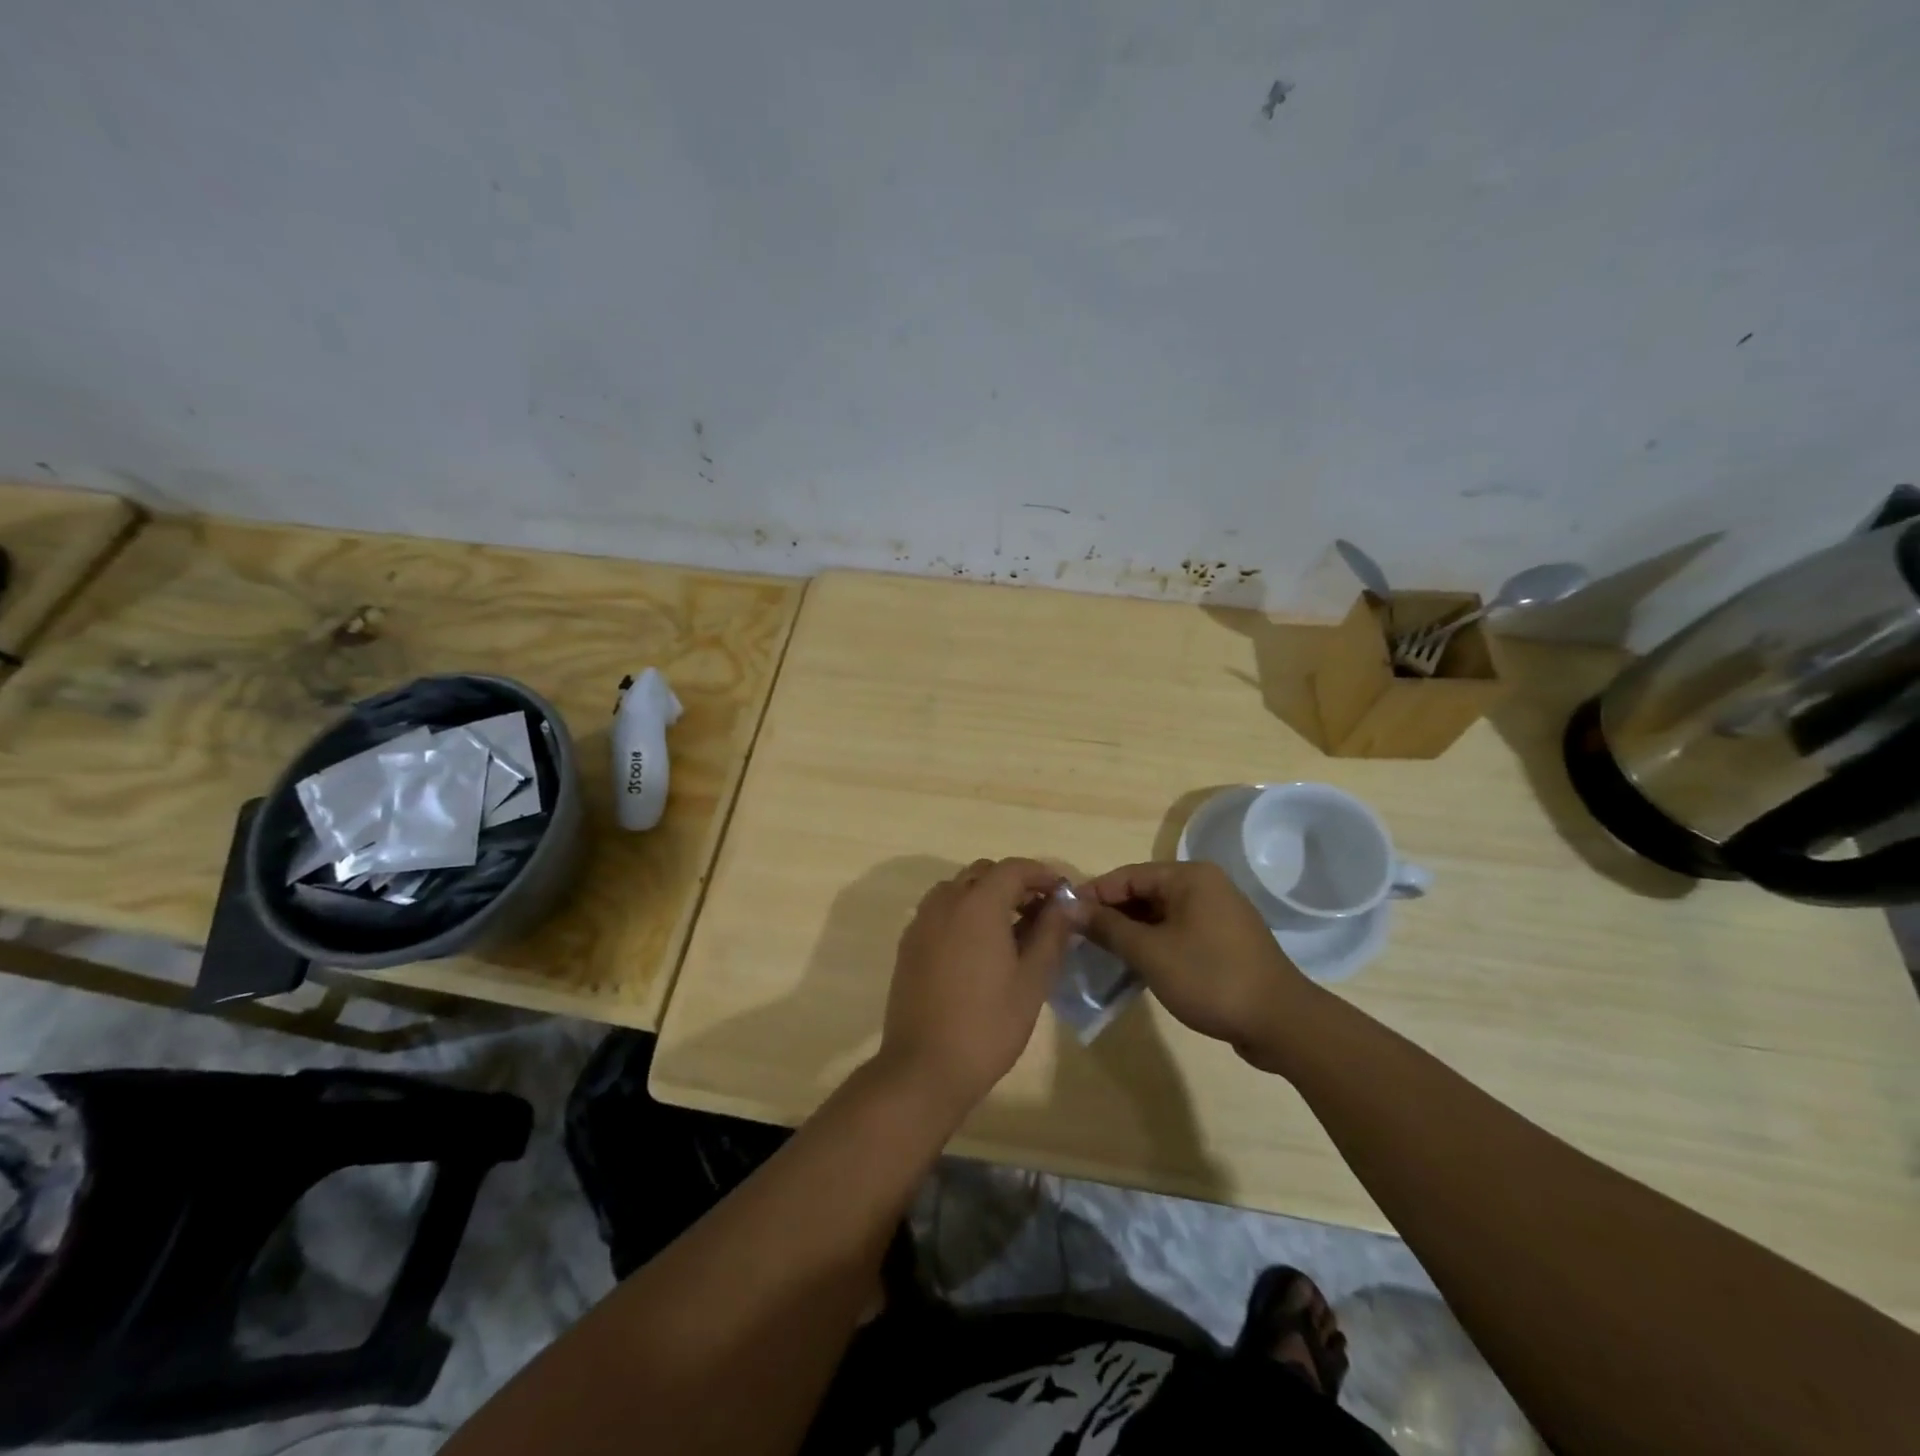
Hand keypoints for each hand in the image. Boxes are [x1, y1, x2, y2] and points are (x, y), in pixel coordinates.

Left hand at [878, 858, 1083, 1116]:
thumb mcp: (1032, 981)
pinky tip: (979, 948)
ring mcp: (922, 922)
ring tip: (1012, 930)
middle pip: (984, 873)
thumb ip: (1051, 934)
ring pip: (959, 889)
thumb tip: (1067, 905)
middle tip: (1041, 912)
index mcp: (978, 904)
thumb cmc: (987, 1025)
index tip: (1063, 894)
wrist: (924, 1067)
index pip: (1014, 868)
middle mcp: (945, 902)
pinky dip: (964, 913)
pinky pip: (940, 910)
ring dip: (987, 896)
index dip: (1042, 874)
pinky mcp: (909, 944)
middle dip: (1015, 883)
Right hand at [1079, 860, 1309, 1065]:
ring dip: (1130, 932)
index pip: (1127, 876)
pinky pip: (1176, 932)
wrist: (1281, 1023)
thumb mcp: (1150, 952)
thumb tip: (1070, 906)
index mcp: (1189, 877)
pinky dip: (1153, 944)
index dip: (1093, 894)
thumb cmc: (1211, 978)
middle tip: (1077, 938)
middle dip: (1111, 915)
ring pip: (1159, 915)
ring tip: (1098, 953)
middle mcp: (1204, 886)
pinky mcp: (1222, 941)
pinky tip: (1132, 965)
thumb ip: (1108, 927)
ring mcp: (1216, 914)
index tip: (1063, 915)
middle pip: (1143, 893)